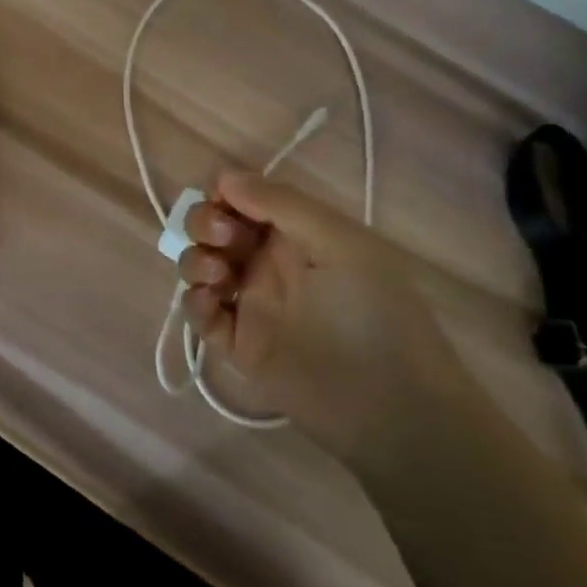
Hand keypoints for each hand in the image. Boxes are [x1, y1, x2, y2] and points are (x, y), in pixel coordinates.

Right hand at [178, 171, 464, 455]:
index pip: (246, 197)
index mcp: (297, 232)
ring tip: (217, 276)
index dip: (225, 192)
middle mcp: (270, 261)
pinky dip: (194, 303)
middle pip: (215, 226)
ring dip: (196, 259)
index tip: (222, 200)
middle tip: (223, 239)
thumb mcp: (340, 244)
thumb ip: (281, 204)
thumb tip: (224, 176)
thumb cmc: (374, 312)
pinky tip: (209, 304)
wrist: (393, 409)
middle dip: (205, 222)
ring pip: (202, 266)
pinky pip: (201, 315)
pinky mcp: (240, 346)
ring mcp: (253, 303)